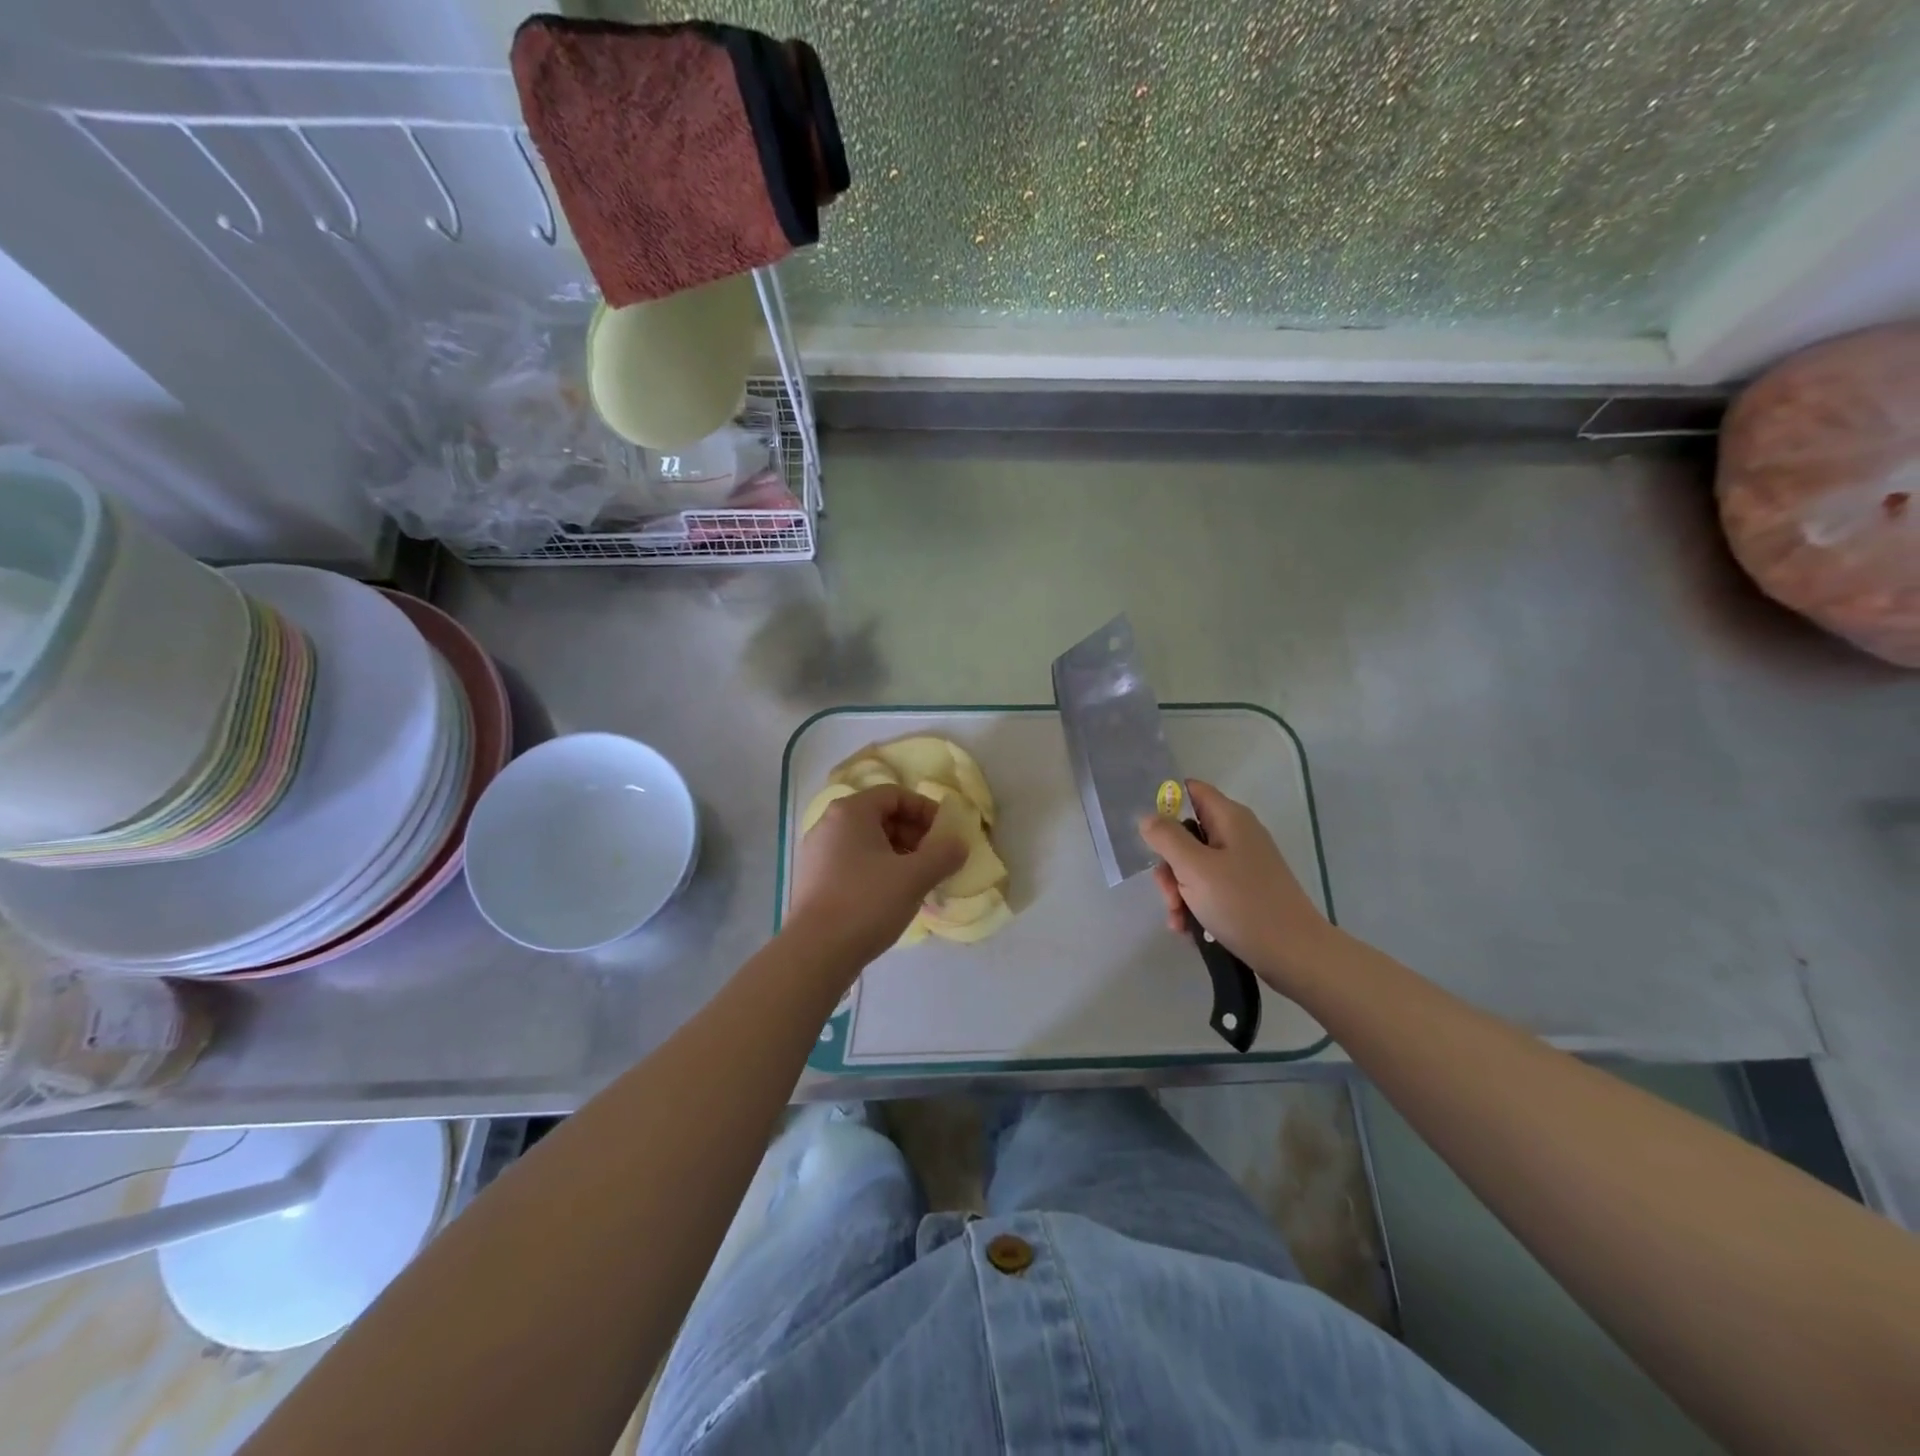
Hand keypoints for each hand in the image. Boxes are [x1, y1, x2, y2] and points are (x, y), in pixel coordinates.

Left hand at [786, 785, 967, 968]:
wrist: (815, 953)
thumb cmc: (867, 903)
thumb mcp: (915, 876)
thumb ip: (943, 854)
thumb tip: (959, 844)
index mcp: (850, 812)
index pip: (895, 795)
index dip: (925, 810)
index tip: (945, 834)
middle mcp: (828, 825)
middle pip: (880, 816)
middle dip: (913, 834)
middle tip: (935, 859)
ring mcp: (817, 853)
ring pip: (867, 842)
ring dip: (898, 854)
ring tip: (918, 880)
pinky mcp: (813, 880)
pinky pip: (852, 862)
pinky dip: (877, 870)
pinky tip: (892, 896)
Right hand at [1138, 780, 1337, 992]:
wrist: (1294, 954)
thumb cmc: (1243, 904)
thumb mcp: (1195, 868)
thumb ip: (1166, 838)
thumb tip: (1147, 817)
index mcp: (1229, 818)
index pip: (1190, 791)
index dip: (1164, 802)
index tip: (1146, 830)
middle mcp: (1236, 835)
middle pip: (1186, 834)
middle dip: (1169, 864)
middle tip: (1168, 892)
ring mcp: (1242, 865)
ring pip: (1193, 866)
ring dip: (1178, 891)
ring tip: (1178, 920)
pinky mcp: (1244, 891)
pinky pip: (1208, 888)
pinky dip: (1194, 905)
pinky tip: (1188, 929)